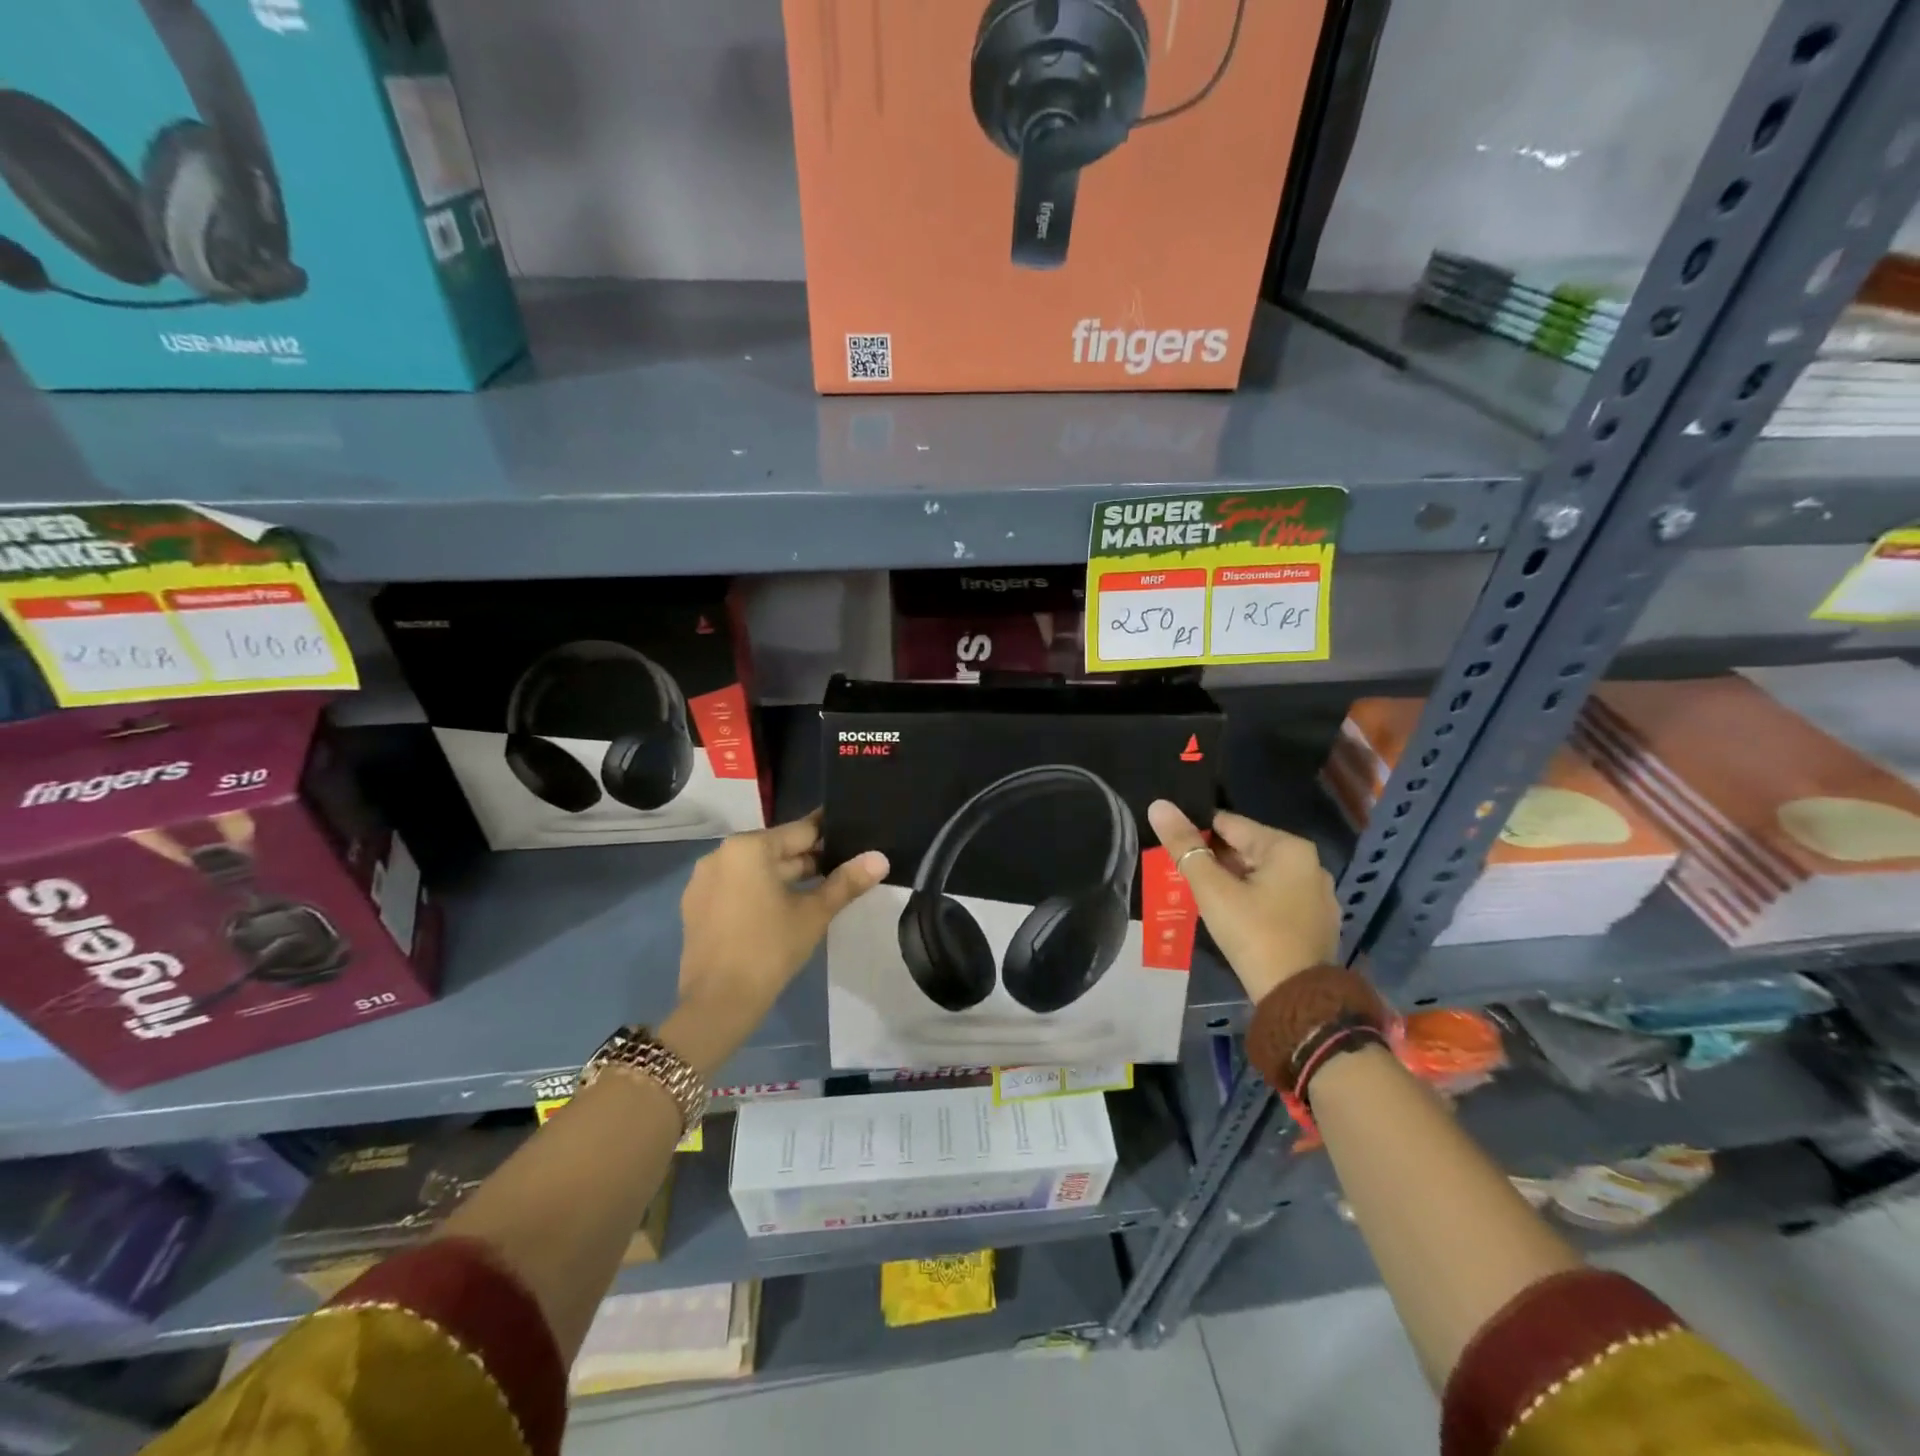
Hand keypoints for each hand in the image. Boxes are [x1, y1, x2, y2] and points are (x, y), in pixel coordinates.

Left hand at [666, 811, 887, 1070]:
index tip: (854, 838)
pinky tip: (784, 909)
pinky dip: (760, 891)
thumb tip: (880, 858)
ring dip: (786, 877)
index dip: (830, 836)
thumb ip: (847, 881)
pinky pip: (737, 887)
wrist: (718, 1003)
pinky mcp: (696, 906)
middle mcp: (721, 854)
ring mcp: (703, 881)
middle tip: (844, 869)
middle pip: (776, 849)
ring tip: (821, 889)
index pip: (800, 831)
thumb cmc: (770, 949)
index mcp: (749, 847)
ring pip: (756, 869)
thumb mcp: (814, 913)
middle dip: (809, 859)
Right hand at [1147, 801, 1337, 1004]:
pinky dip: (1252, 899)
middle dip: (1214, 860)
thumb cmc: (1254, 934)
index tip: (1172, 845)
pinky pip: (1274, 897)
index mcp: (1288, 848)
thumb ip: (1184, 846)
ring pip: (1260, 875)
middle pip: (1246, 849)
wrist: (1298, 999)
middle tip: (1180, 874)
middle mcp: (1310, 864)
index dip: (1196, 833)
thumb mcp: (1213, 889)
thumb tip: (1159, 805)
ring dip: (1231, 881)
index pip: (1230, 824)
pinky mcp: (1315, 921)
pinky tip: (1231, 916)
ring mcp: (1316, 895)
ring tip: (1200, 894)